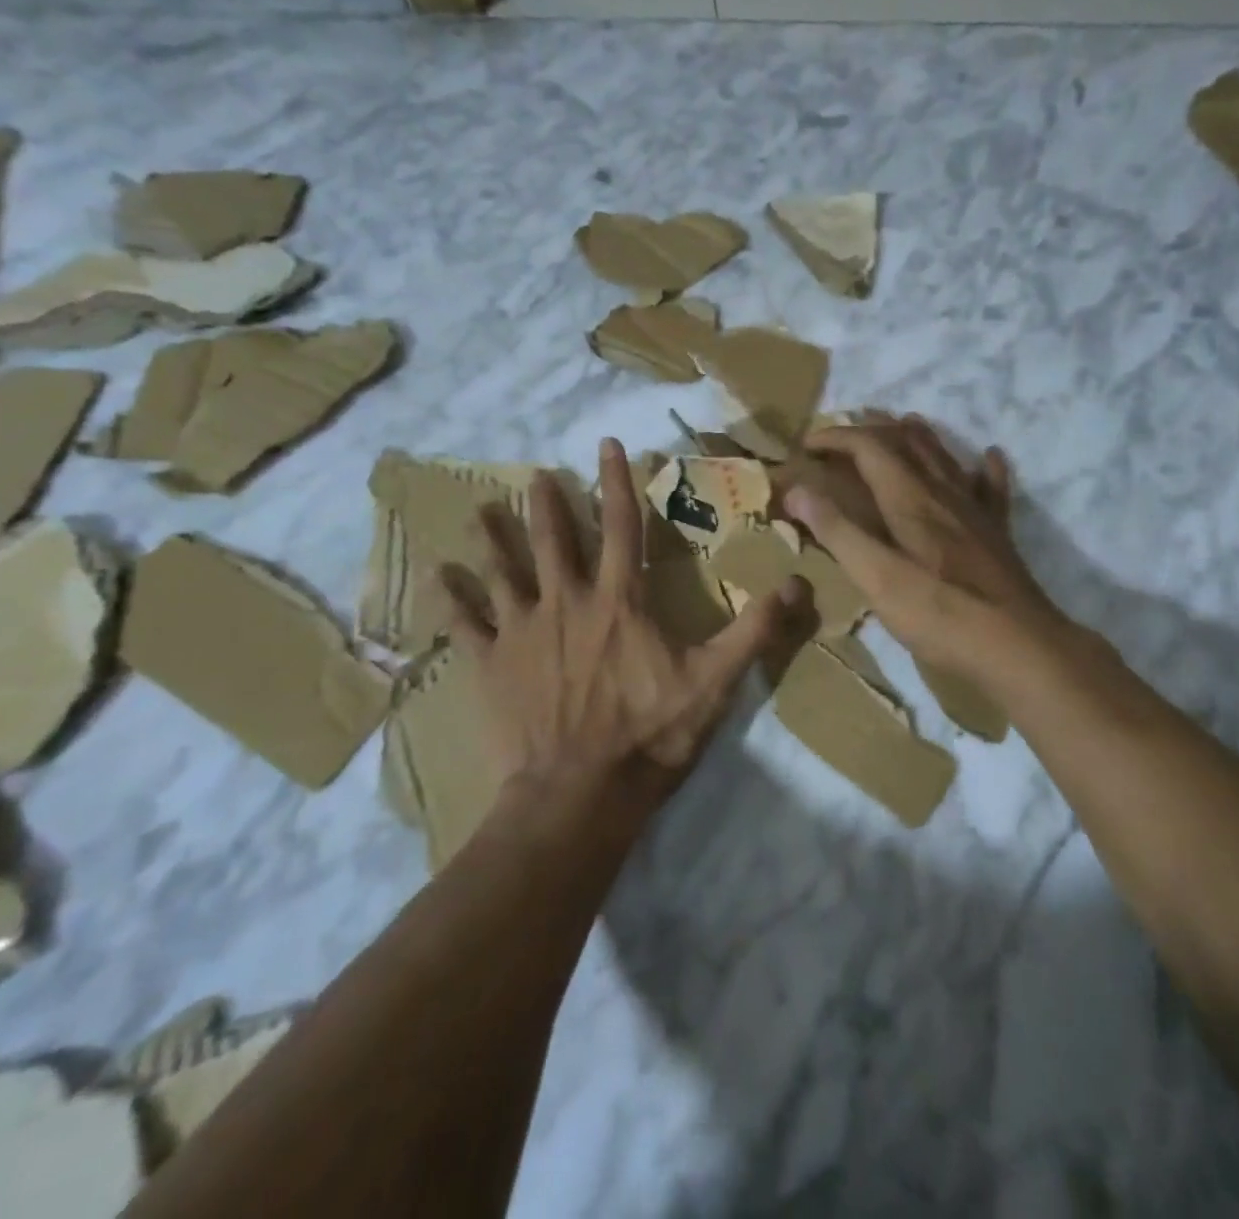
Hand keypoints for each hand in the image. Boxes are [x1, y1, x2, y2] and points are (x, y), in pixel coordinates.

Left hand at [445, 439, 795, 801]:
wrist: (580, 793)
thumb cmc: (651, 733)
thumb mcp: (715, 682)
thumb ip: (755, 630)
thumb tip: (800, 583)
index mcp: (620, 599)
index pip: (621, 524)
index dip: (616, 481)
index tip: (607, 445)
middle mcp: (567, 600)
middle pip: (553, 539)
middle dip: (547, 503)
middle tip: (536, 474)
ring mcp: (524, 630)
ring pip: (504, 571)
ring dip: (494, 538)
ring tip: (480, 508)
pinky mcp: (491, 664)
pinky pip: (466, 623)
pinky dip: (453, 599)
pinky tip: (438, 576)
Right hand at [783, 416, 1072, 686]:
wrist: (1018, 646)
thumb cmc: (940, 613)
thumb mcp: (876, 576)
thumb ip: (836, 531)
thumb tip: (797, 489)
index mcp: (909, 498)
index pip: (868, 446)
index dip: (835, 438)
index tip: (806, 445)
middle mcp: (943, 491)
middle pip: (906, 442)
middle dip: (872, 429)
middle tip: (845, 431)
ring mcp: (975, 510)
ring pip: (944, 456)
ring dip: (918, 435)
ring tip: (902, 423)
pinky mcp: (997, 532)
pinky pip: (991, 487)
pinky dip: (984, 467)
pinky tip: (988, 456)